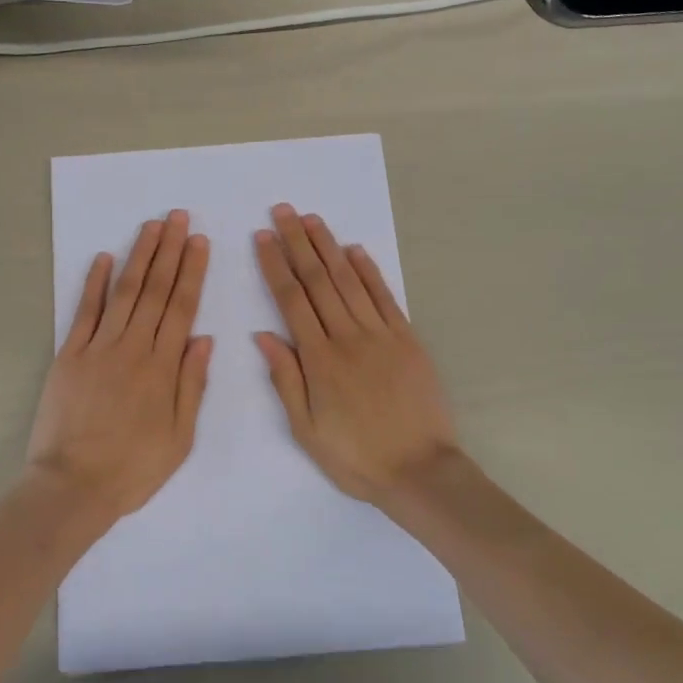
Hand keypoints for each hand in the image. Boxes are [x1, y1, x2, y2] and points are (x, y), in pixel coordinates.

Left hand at [27, 210, 212, 520]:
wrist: (72, 486)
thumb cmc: (133, 468)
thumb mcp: (180, 437)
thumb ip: (191, 384)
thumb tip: (203, 338)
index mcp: (162, 367)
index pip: (181, 307)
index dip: (192, 271)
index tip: (198, 241)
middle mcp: (132, 348)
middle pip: (154, 290)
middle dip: (168, 250)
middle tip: (177, 216)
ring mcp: (97, 348)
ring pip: (122, 292)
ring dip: (138, 256)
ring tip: (151, 226)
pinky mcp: (68, 355)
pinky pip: (83, 312)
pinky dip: (93, 283)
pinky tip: (103, 258)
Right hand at [254, 204, 461, 511]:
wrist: (421, 471)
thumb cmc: (356, 457)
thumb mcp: (306, 429)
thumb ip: (285, 379)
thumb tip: (263, 335)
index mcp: (319, 360)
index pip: (291, 301)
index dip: (275, 265)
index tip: (262, 238)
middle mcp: (348, 337)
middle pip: (318, 281)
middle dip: (298, 242)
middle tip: (283, 211)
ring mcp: (381, 335)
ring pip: (349, 281)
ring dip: (329, 247)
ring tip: (312, 220)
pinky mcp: (407, 339)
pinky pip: (384, 297)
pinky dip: (369, 271)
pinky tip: (355, 250)